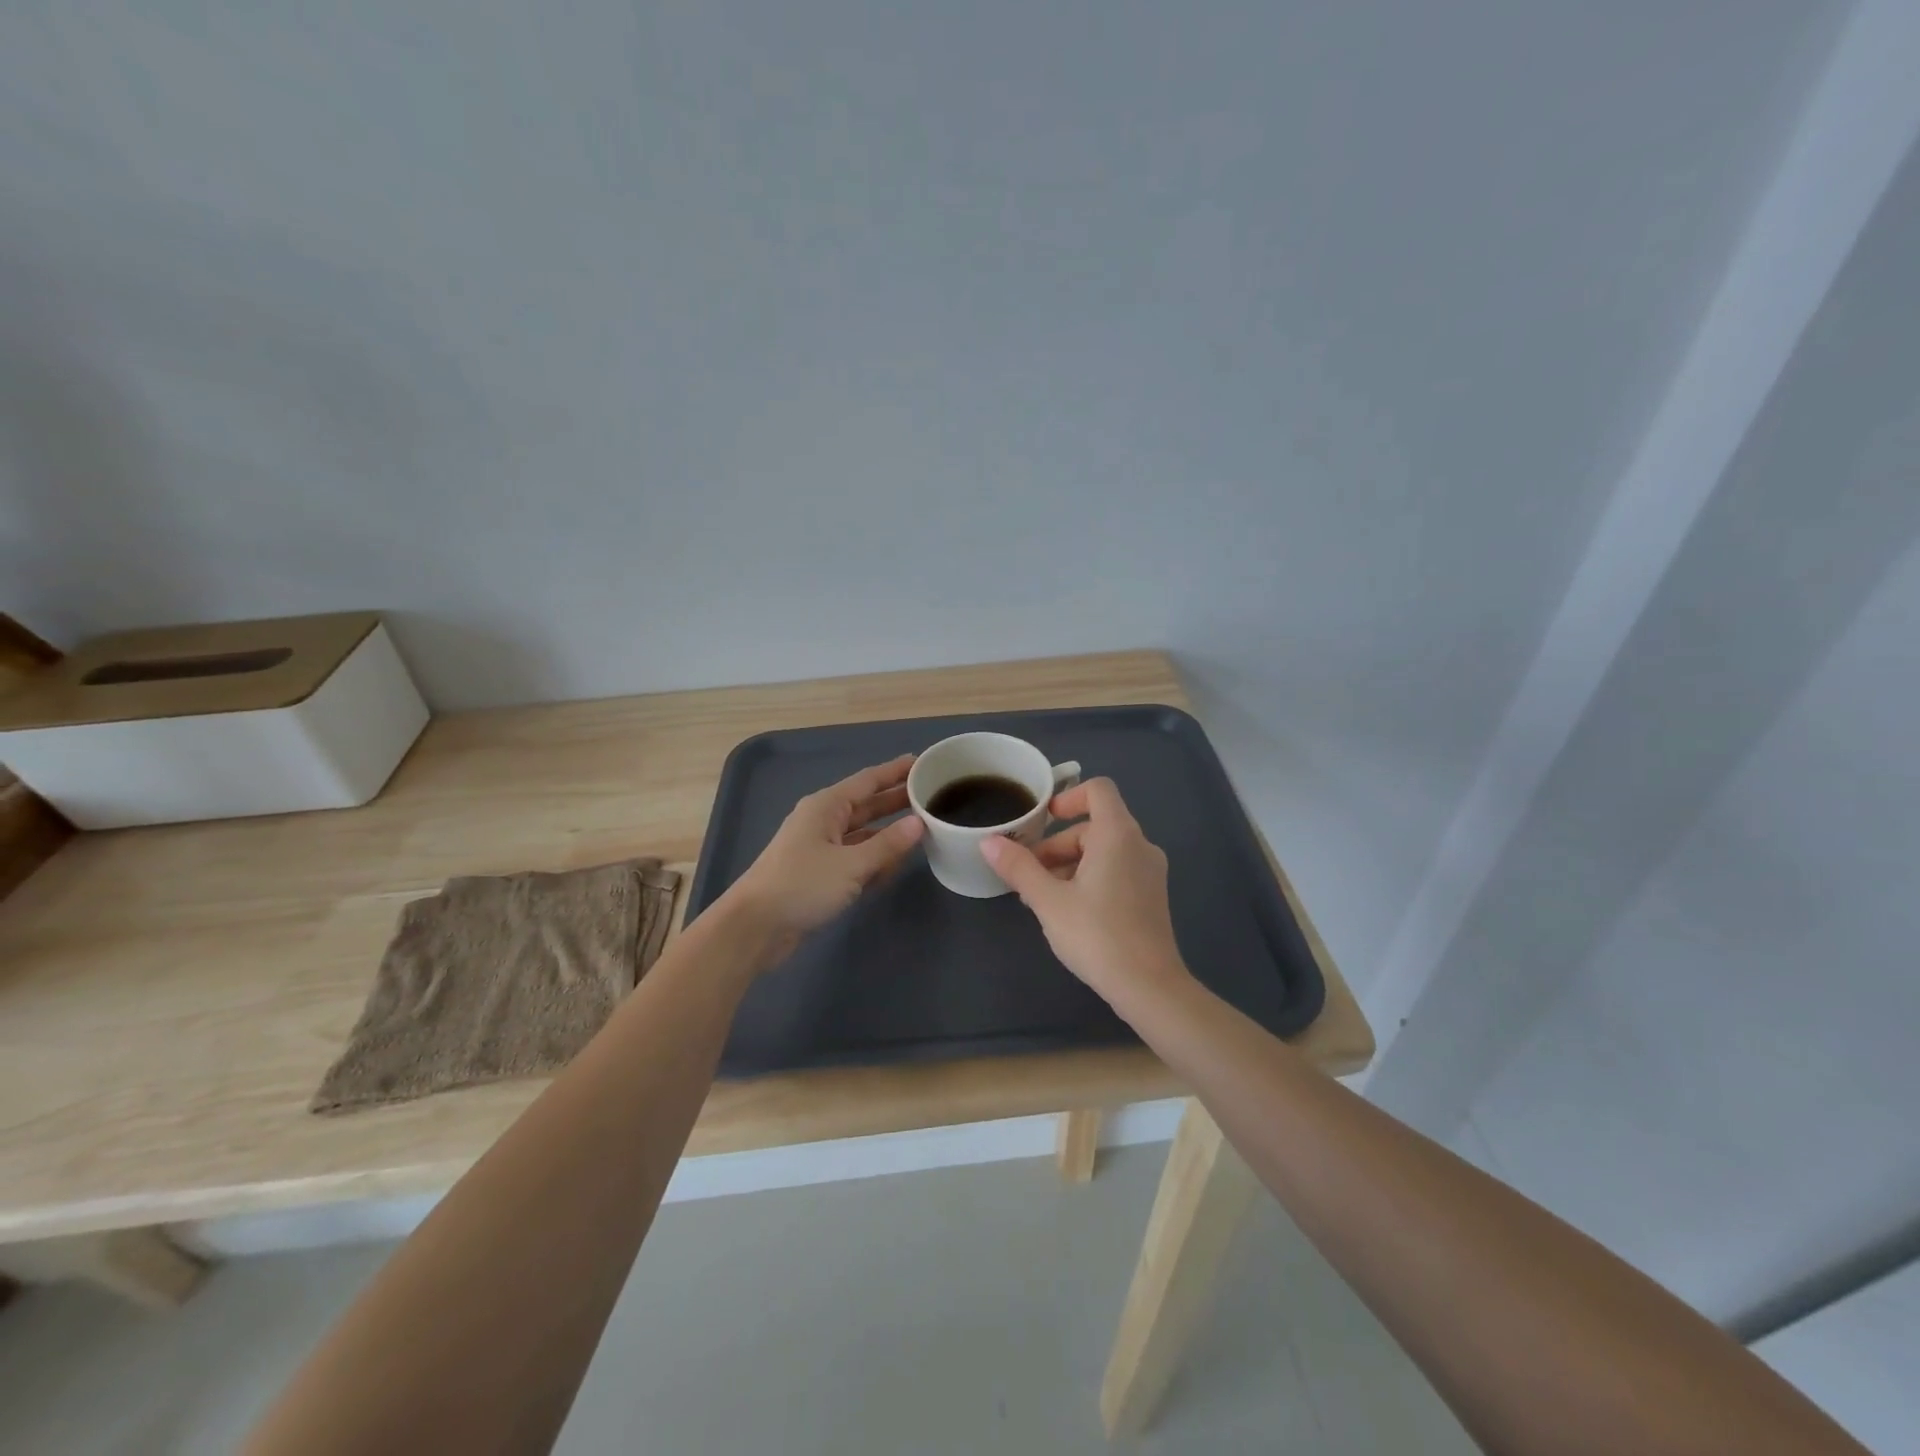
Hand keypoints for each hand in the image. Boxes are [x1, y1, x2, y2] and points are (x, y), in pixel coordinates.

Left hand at [721, 754, 926, 942]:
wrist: (755, 927)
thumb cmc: (802, 885)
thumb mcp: (851, 865)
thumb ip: (887, 845)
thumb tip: (918, 823)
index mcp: (826, 806)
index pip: (868, 780)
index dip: (895, 771)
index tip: (923, 762)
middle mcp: (823, 821)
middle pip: (867, 805)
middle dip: (896, 801)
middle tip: (932, 795)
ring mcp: (820, 848)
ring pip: (862, 834)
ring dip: (888, 833)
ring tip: (923, 829)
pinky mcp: (820, 874)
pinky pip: (855, 858)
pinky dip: (874, 859)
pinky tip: (896, 865)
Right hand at [980, 777, 1191, 1005]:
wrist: (1150, 987)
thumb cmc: (1097, 935)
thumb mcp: (1048, 900)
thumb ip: (1018, 867)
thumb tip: (988, 841)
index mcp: (1118, 835)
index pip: (1098, 790)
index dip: (1068, 797)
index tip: (1042, 820)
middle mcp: (1140, 845)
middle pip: (1094, 826)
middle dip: (1057, 845)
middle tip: (1028, 875)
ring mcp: (1150, 872)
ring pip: (1103, 851)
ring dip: (1069, 864)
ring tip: (1041, 897)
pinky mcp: (1151, 896)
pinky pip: (1116, 870)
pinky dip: (1090, 878)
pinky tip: (1068, 912)